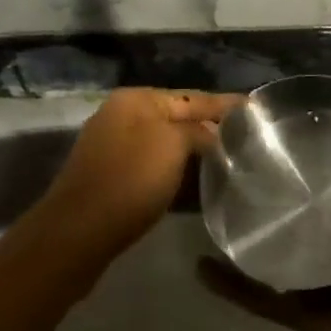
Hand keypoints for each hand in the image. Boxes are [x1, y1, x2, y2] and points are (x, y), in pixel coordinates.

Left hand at [38, 88, 241, 265]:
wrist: (77, 234)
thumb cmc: (129, 180)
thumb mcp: (172, 145)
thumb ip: (198, 131)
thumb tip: (212, 134)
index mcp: (137, 99)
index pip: (192, 96)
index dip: (224, 103)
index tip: (253, 106)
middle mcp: (123, 115)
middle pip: (177, 118)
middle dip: (209, 127)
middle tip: (246, 137)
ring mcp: (114, 147)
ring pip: (165, 144)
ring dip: (193, 152)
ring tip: (229, 160)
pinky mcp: (111, 178)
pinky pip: (153, 167)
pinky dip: (176, 172)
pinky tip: (196, 184)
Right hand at [200, 127, 330, 330]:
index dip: (329, 157)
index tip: (301, 126)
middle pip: (308, 213)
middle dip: (283, 189)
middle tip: (248, 155)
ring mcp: (326, 284)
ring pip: (281, 251)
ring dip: (252, 231)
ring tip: (219, 197)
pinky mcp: (310, 316)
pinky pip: (266, 300)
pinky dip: (235, 286)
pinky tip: (205, 265)